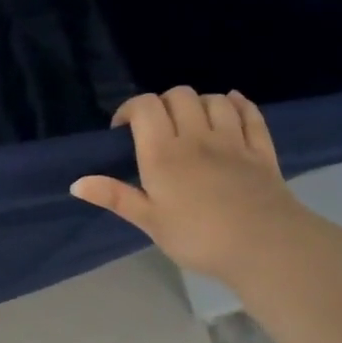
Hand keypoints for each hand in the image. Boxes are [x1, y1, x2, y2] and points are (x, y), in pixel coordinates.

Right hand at [71, 88, 304, 283]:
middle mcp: (197, 136)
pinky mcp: (261, 150)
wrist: (265, 246)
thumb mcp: (150, 221)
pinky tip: (231, 106)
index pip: (145, 106)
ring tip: (191, 123)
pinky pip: (250, 114)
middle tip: (156, 129)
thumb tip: (76, 183)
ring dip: (198, 103)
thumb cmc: (198, 237)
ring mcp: (233, 140)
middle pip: (179, 95)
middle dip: (162, 104)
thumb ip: (115, 197)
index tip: (123, 130)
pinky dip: (238, 104)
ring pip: (214, 100)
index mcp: (164, 153)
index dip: (131, 109)